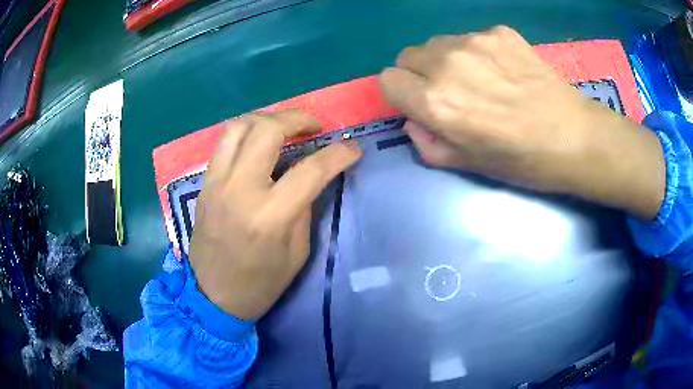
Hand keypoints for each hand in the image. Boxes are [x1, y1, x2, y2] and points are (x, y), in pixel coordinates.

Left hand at [189, 111, 361, 319]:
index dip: (338, 153)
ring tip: (284, 127)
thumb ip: (305, 207)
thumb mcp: (297, 253)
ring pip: (239, 126)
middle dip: (297, 118)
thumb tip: (312, 175)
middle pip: (267, 130)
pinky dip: (247, 132)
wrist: (212, 295)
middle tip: (314, 126)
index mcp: (269, 216)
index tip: (354, 147)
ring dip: (267, 118)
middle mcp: (239, 189)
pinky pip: (225, 142)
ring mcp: (217, 182)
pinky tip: (259, 143)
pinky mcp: (204, 183)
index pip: (311, 169)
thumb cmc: (260, 283)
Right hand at [379, 26, 664, 219]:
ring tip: (481, 80)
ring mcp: (475, 42)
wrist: (574, 137)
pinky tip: (505, 71)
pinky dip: (479, 52)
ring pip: (438, 43)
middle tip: (452, 93)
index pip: (388, 79)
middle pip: (408, 55)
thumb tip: (415, 120)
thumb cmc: (522, 161)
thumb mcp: (468, 165)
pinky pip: (471, 38)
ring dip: (447, 60)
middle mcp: (447, 64)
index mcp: (436, 101)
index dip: (403, 94)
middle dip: (420, 74)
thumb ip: (427, 143)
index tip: (421, 104)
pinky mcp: (499, 32)